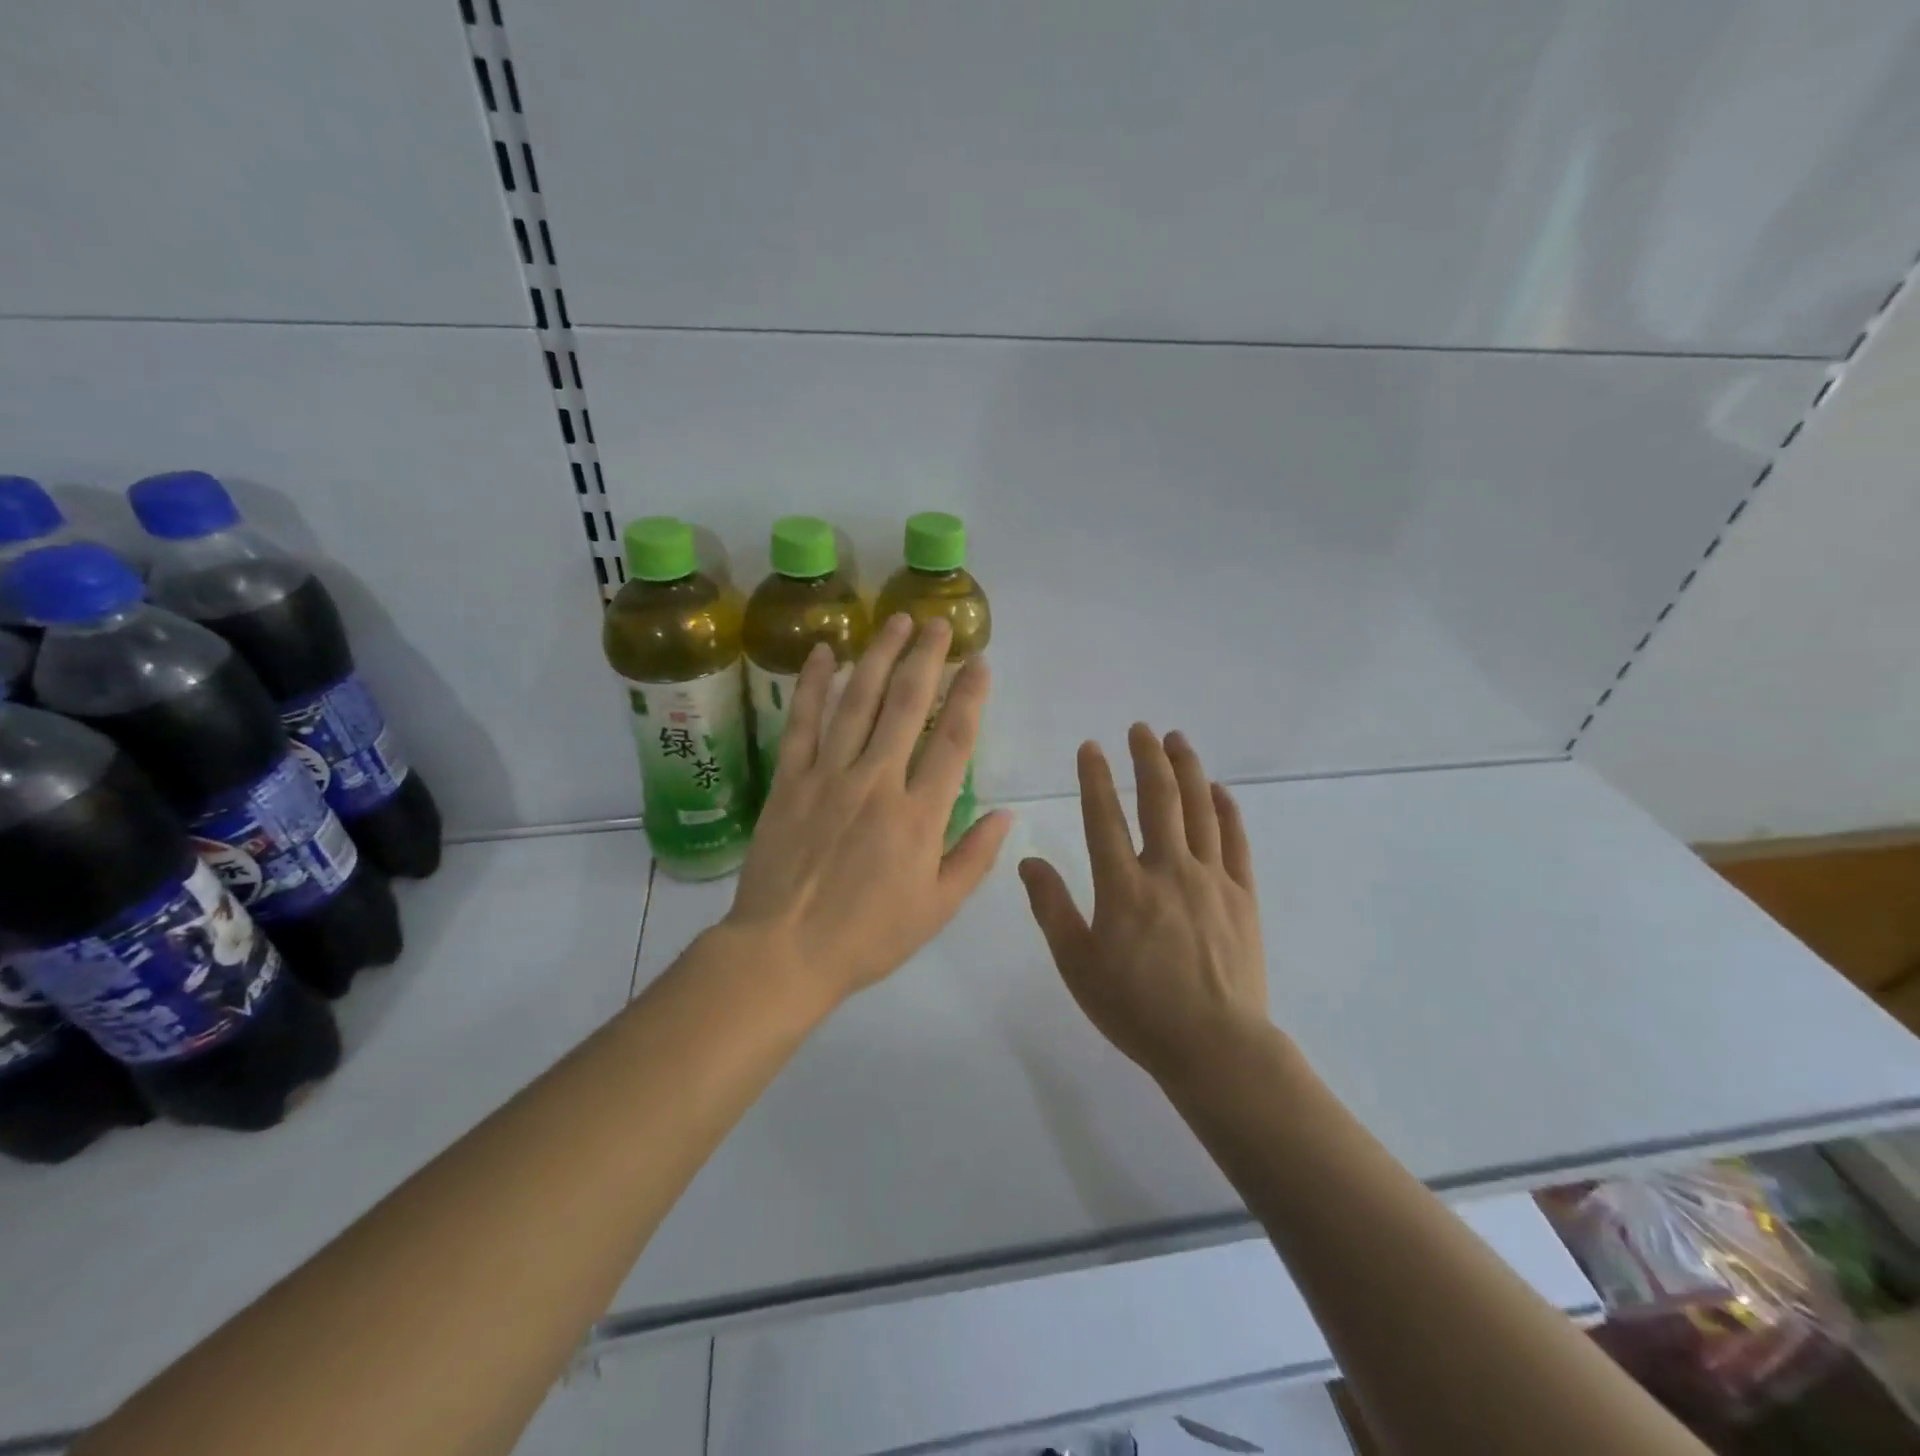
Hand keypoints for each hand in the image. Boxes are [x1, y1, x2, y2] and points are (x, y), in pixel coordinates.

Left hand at [724, 613, 1011, 1009]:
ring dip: (879, 657)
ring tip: (894, 621)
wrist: (784, 952)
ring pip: (858, 703)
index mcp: (919, 815)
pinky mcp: (790, 780)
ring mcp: (829, 776)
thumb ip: (974, 858)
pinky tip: (823, 654)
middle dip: (926, 658)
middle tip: (938, 623)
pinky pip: (802, 723)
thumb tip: (1006, 815)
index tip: (980, 664)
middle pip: (907, 706)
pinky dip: (813, 686)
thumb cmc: (867, 937)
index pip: (954, 742)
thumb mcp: (936, 909)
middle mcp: (877, 782)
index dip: (970, 698)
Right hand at [1019, 725, 1267, 1086]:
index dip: (1095, 777)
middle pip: (1159, 799)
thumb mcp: (1077, 964)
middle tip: (1141, 729)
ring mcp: (1212, 880)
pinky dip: (1227, 810)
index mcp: (1124, 886)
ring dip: (1188, 770)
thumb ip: (1051, 908)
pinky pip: (1235, 841)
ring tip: (1178, 740)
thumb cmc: (1136, 1009)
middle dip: (1148, 757)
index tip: (1091, 746)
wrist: (1215, 1047)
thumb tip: (1029, 860)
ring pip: (1200, 810)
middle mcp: (1169, 870)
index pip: (1104, 816)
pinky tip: (1219, 791)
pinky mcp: (1243, 896)